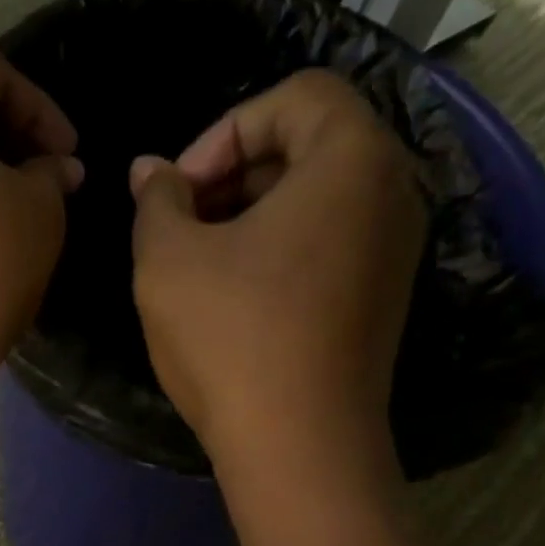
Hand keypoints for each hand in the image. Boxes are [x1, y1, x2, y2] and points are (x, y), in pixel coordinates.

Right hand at [129, 70, 425, 483]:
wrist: (299, 448)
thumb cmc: (232, 341)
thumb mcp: (167, 263)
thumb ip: (156, 202)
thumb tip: (150, 172)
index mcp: (352, 159)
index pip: (294, 97)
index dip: (223, 131)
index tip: (178, 190)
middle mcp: (392, 194)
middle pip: (310, 149)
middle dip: (235, 176)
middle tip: (183, 226)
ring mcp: (394, 255)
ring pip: (319, 205)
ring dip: (253, 220)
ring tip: (202, 267)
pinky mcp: (382, 306)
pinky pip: (330, 251)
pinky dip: (282, 257)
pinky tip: (237, 303)